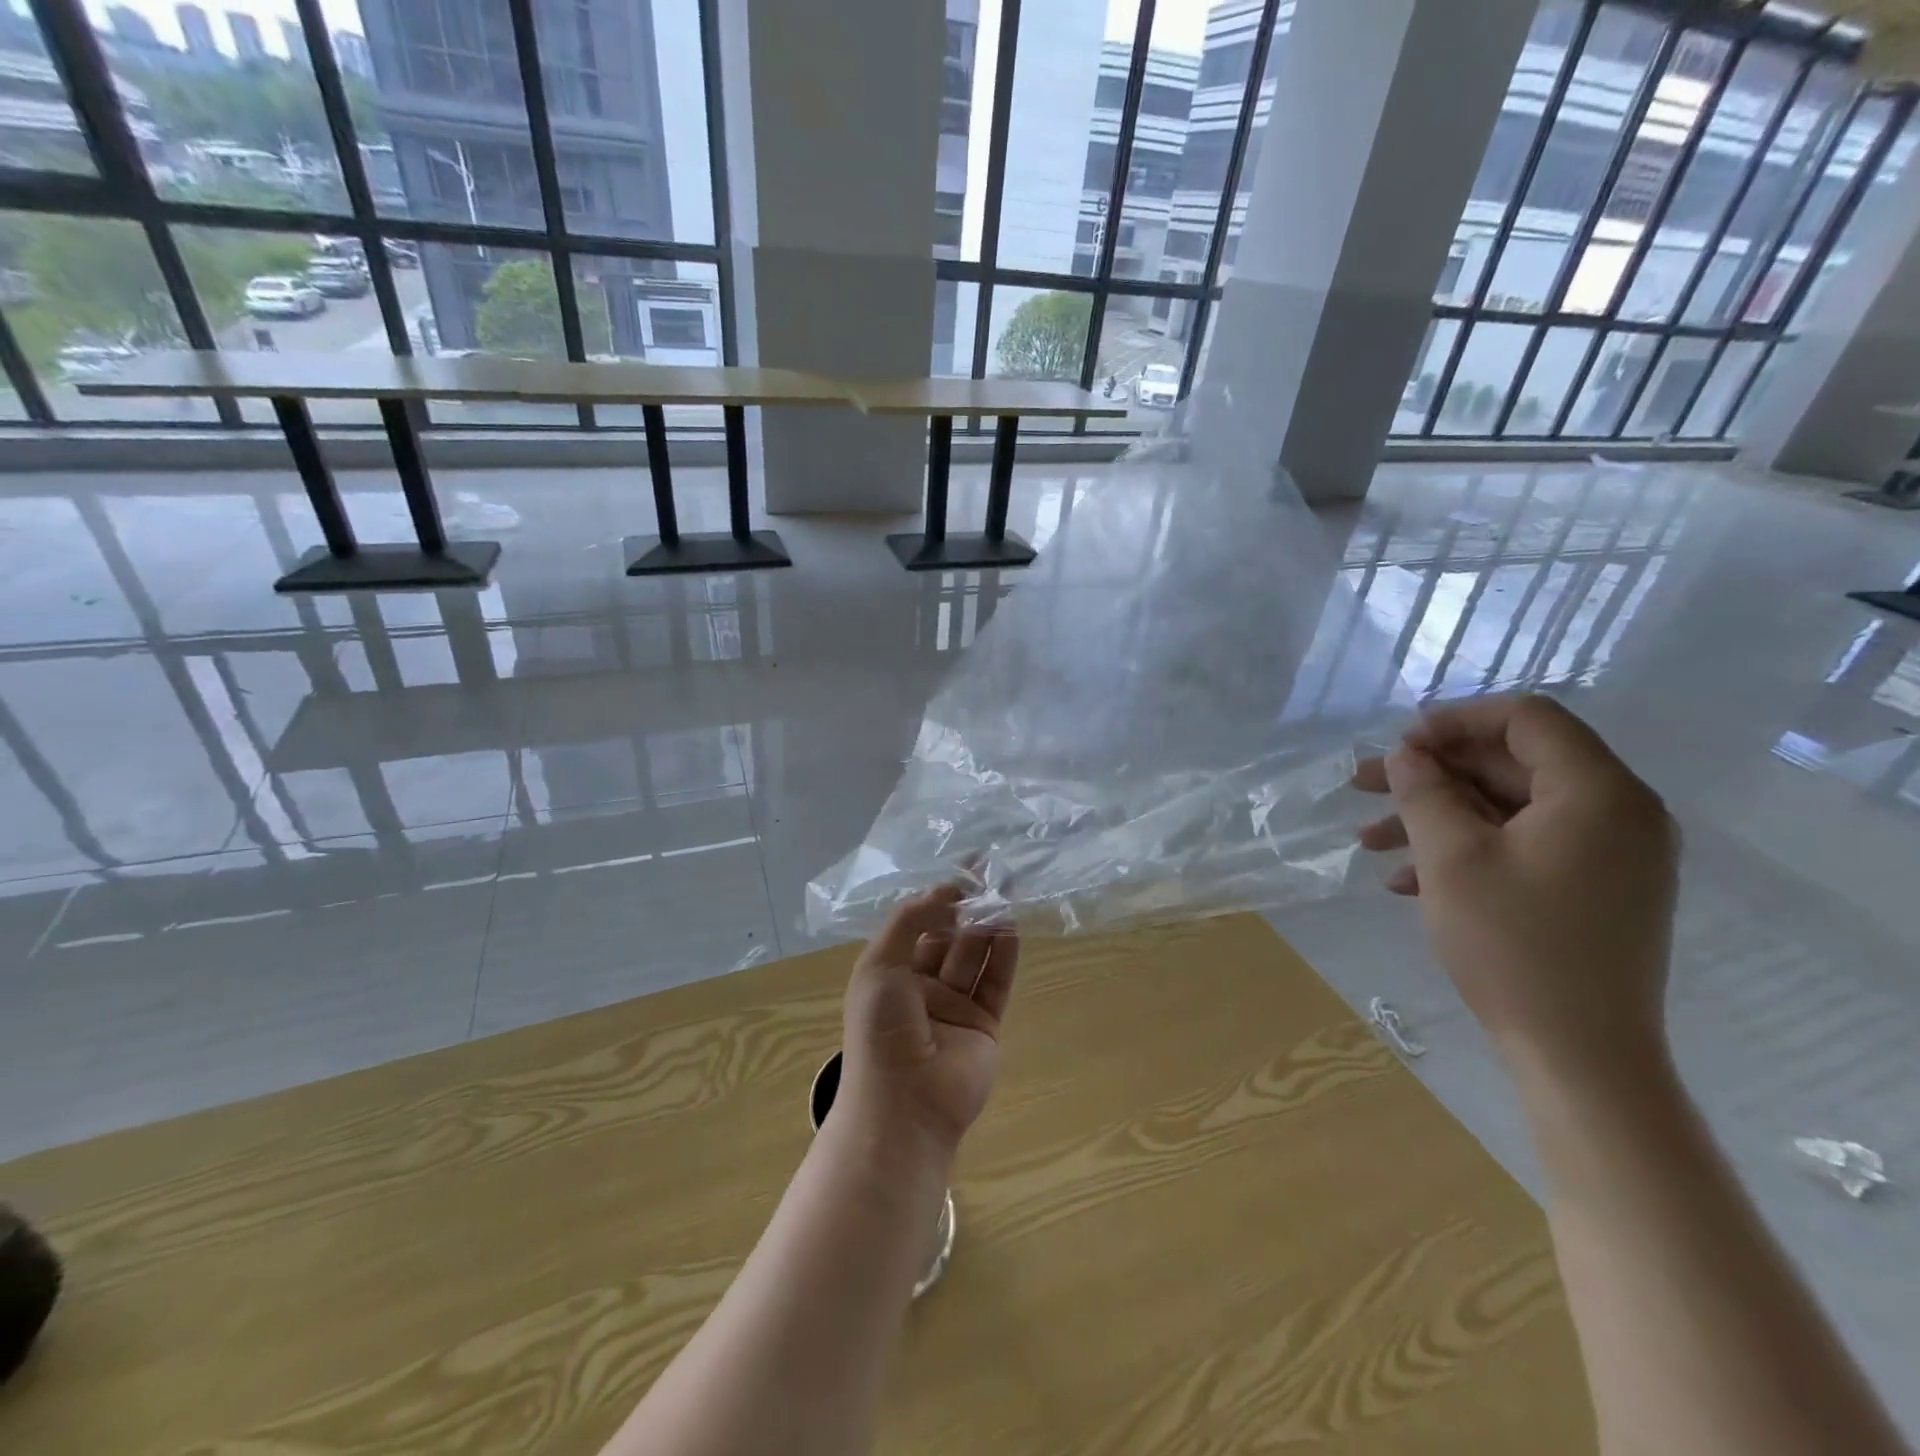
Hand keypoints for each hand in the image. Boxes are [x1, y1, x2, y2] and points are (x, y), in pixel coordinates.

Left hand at [839, 887, 1019, 1155]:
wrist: (904, 1104)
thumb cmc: (881, 1029)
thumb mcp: (881, 964)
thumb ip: (912, 922)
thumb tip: (946, 891)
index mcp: (891, 972)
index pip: (919, 924)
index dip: (940, 896)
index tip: (965, 868)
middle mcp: (923, 986)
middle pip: (951, 936)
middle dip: (969, 906)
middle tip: (994, 874)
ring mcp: (955, 1006)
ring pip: (975, 955)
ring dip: (990, 925)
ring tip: (1008, 892)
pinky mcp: (984, 1024)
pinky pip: (995, 982)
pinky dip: (1005, 954)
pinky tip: (1014, 927)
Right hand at [1354, 695, 1678, 1084]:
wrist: (1581, 1055)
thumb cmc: (1513, 944)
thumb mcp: (1451, 858)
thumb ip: (1424, 792)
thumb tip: (1406, 755)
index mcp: (1599, 792)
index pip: (1527, 719)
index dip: (1454, 722)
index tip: (1397, 746)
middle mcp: (1618, 813)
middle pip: (1512, 763)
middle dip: (1431, 774)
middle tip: (1363, 787)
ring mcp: (1610, 855)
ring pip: (1508, 808)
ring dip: (1436, 815)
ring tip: (1370, 841)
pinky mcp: (1595, 889)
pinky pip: (1524, 845)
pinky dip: (1465, 849)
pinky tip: (1407, 881)